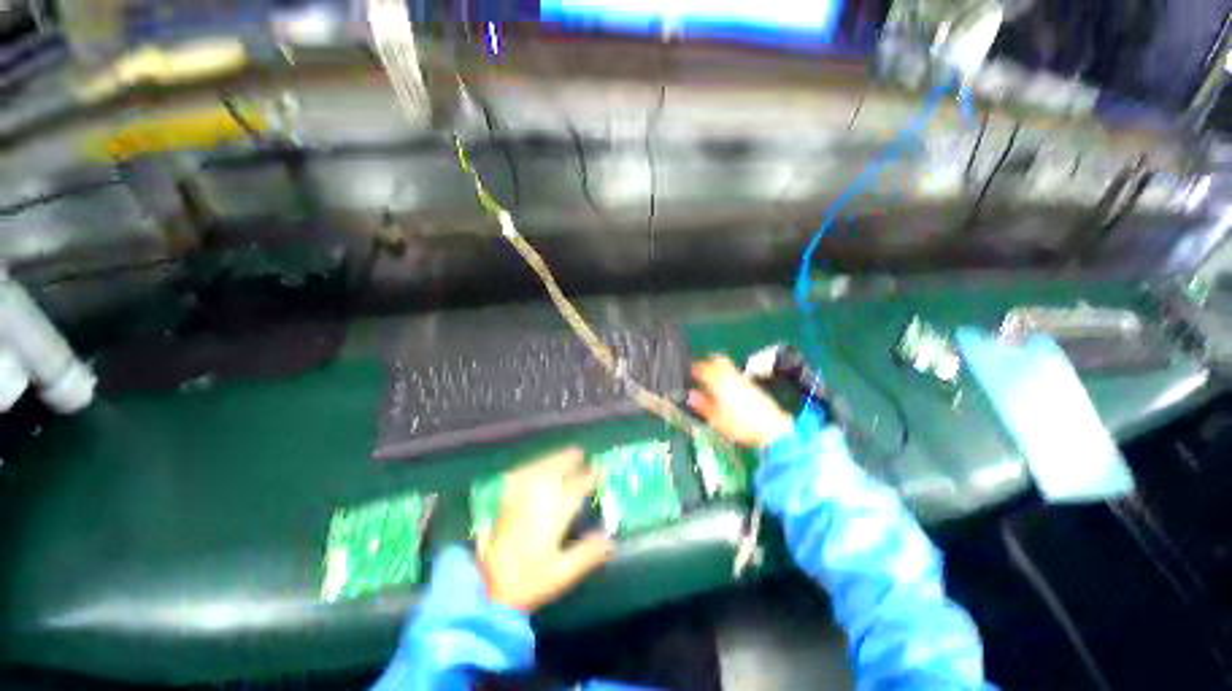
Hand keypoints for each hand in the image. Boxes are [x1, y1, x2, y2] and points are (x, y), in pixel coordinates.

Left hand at [477, 448, 614, 612]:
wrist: (485, 587)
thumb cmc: (527, 582)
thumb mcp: (561, 574)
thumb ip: (587, 554)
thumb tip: (611, 541)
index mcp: (553, 514)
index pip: (576, 487)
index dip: (589, 476)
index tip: (599, 468)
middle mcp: (536, 499)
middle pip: (555, 470)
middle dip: (569, 459)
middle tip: (581, 452)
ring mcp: (519, 497)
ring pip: (538, 468)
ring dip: (552, 458)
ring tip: (564, 453)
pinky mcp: (505, 502)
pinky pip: (521, 474)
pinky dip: (532, 466)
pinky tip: (536, 466)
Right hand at [688, 355, 794, 448]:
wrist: (772, 427)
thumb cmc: (741, 425)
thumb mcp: (717, 419)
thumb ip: (703, 405)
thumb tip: (690, 395)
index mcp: (718, 381)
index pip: (702, 368)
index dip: (693, 368)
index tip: (687, 373)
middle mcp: (731, 375)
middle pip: (718, 359)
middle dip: (707, 362)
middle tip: (698, 370)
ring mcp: (743, 378)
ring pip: (727, 365)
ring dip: (717, 367)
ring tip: (710, 378)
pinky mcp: (752, 385)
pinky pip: (735, 373)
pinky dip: (726, 375)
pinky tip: (725, 387)